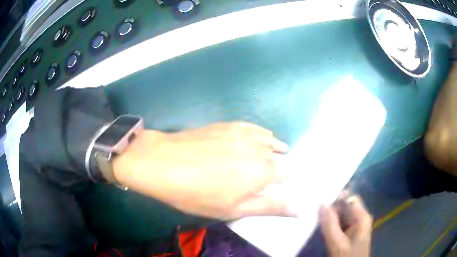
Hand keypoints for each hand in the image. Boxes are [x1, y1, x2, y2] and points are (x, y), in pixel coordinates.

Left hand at [113, 122, 293, 219]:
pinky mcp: (229, 124)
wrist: (164, 163)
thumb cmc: (198, 194)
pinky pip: (255, 128)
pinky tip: (260, 138)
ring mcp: (244, 132)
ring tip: (270, 156)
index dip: (284, 182)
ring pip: (270, 140)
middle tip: (268, 176)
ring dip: (273, 149)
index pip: (287, 174)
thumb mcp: (234, 209)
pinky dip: (261, 135)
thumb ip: (269, 207)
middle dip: (279, 166)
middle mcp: (259, 147)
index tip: (277, 187)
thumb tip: (298, 208)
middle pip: (280, 156)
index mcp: (263, 171)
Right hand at [319, 195, 372, 256]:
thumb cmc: (347, 256)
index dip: (336, 197)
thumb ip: (330, 224)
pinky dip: (331, 225)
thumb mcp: (337, 243)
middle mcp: (360, 219)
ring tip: (315, 217)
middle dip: (331, 208)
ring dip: (329, 217)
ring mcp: (355, 227)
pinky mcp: (350, 234)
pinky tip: (321, 227)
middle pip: (345, 207)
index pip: (350, 198)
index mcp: (361, 217)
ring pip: (341, 216)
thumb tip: (322, 203)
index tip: (320, 200)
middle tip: (314, 211)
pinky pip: (340, 225)